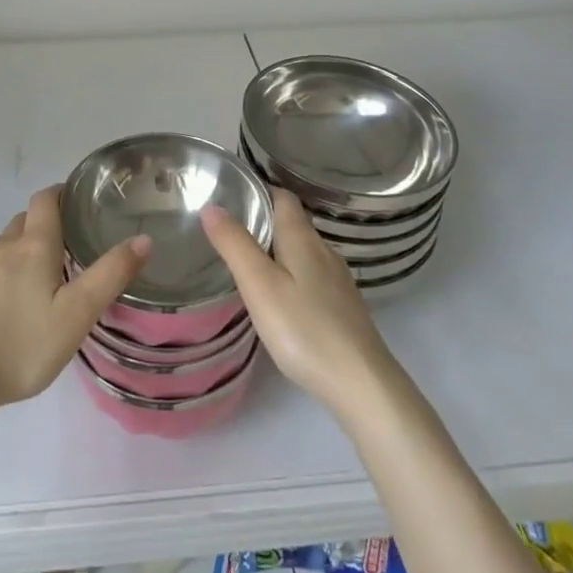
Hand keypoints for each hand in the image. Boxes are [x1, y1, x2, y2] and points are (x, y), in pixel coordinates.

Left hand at [0, 186, 150, 415]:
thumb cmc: (21, 345)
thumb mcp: (76, 314)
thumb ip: (110, 275)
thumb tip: (143, 238)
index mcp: (33, 245)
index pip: (45, 199)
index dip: (61, 193)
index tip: (79, 201)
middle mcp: (2, 247)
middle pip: (25, 221)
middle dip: (46, 225)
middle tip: (70, 247)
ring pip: (4, 246)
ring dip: (23, 250)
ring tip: (43, 278)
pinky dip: (3, 276)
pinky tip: (10, 308)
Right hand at [203, 189, 397, 411]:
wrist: (361, 383)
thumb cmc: (304, 328)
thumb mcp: (259, 285)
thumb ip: (235, 244)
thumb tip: (211, 206)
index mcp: (302, 238)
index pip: (282, 196)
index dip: (259, 189)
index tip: (231, 194)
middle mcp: (323, 250)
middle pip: (293, 222)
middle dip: (264, 219)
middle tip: (228, 228)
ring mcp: (337, 280)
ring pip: (303, 249)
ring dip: (277, 248)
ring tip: (247, 261)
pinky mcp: (343, 306)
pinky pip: (311, 274)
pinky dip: (291, 273)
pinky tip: (279, 296)